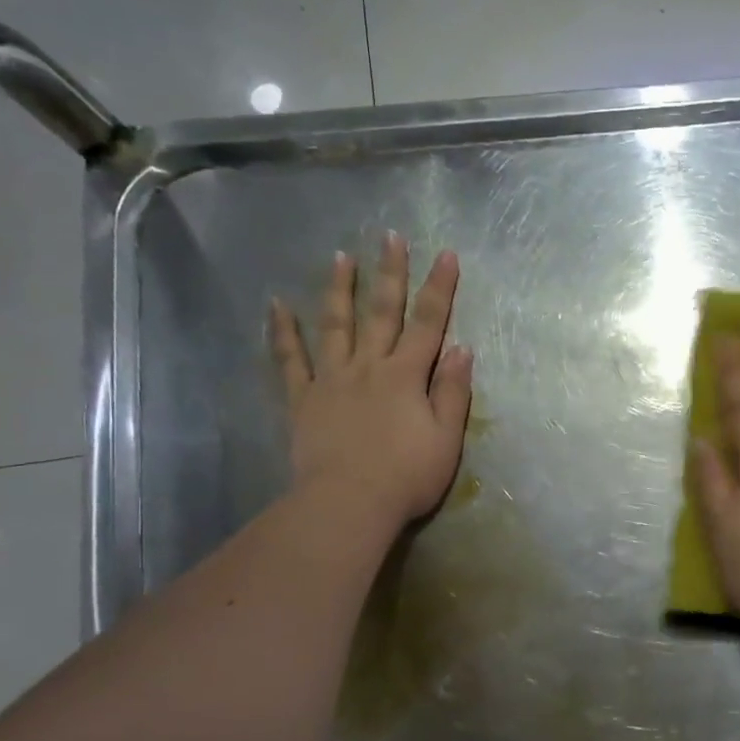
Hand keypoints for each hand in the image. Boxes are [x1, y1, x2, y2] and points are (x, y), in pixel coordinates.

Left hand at [269, 232, 473, 537]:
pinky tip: (277, 306)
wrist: (349, 503)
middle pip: (382, 313)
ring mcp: (332, 380)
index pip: (428, 324)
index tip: (446, 255)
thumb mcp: (446, 439)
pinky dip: (283, 332)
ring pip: (336, 325)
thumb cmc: (407, 476)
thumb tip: (462, 349)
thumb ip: (453, 392)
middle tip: (391, 237)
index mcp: (407, 376)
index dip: (439, 289)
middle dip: (390, 273)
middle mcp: (369, 367)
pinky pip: (290, 361)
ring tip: (341, 257)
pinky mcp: (304, 400)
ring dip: (339, 289)